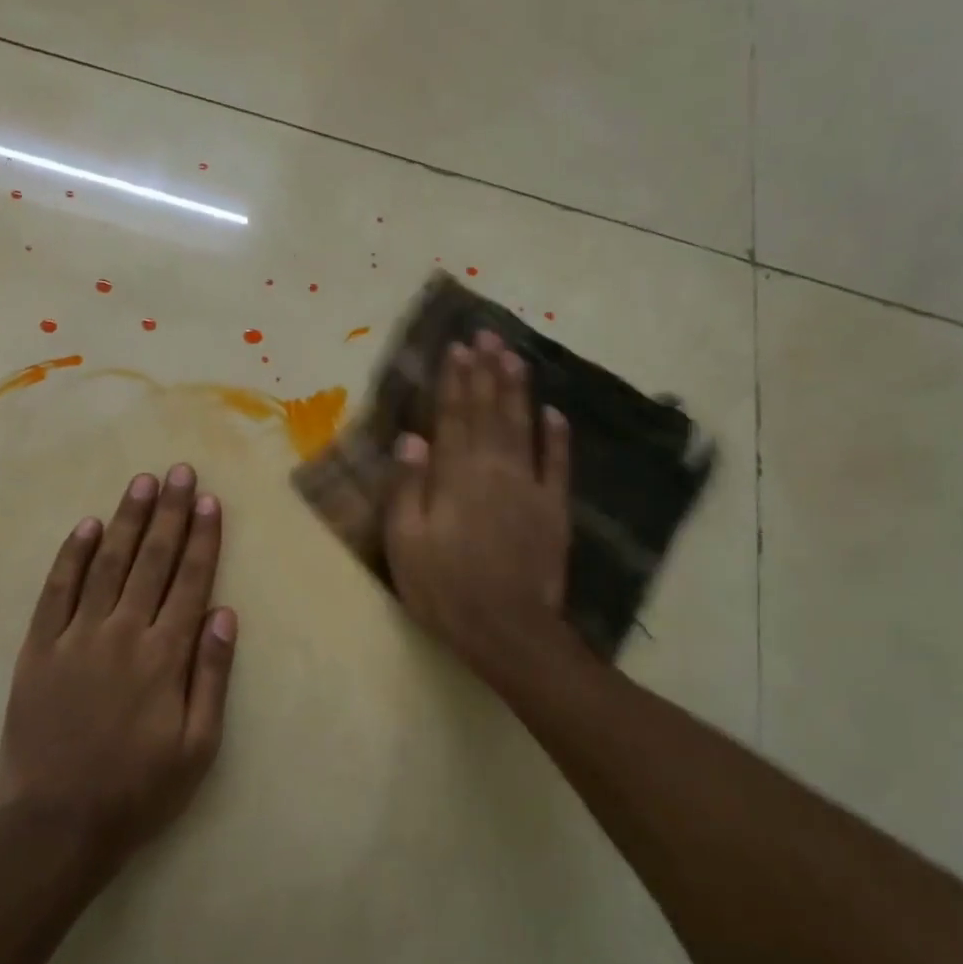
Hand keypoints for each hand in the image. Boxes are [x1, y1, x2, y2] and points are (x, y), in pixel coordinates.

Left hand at [0, 464, 238, 868]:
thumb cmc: (140, 790)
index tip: (208, 501)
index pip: (189, 582)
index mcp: (164, 657)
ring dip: (125, 521)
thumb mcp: (198, 745)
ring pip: (106, 565)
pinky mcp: (37, 650)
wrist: (58, 824)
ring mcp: (75, 638)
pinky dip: (71, 556)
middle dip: (168, 513)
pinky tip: (86, 527)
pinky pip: (55, 592)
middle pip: (151, 561)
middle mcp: (121, 634)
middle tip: (178, 472)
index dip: (201, 539)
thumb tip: (225, 614)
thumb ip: (212, 675)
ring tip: (141, 483)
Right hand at [385, 332, 572, 686]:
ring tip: (515, 356)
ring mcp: (529, 488)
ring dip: (518, 390)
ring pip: (523, 427)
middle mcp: (494, 470)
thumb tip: (412, 438)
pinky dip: (557, 437)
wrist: (505, 628)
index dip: (454, 381)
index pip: (454, 417)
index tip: (456, 348)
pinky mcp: (554, 510)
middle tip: (488, 335)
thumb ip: (407, 487)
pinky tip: (555, 413)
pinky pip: (557, 465)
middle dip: (487, 371)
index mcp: (455, 477)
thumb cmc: (443, 589)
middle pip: (490, 412)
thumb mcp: (405, 542)